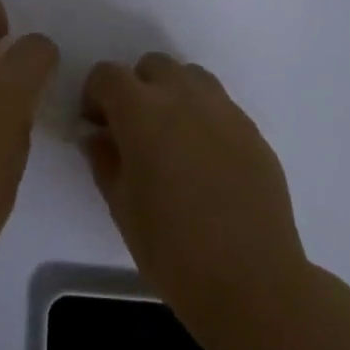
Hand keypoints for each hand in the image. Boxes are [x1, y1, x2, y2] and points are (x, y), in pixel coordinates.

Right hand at [81, 53, 310, 328]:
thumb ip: (104, 159)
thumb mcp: (121, 206)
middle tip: (135, 130)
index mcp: (141, 110)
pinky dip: (204, 118)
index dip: (95, 95)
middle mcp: (182, 96)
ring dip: (173, 94)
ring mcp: (223, 111)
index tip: (97, 126)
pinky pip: (220, 106)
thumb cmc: (172, 248)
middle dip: (136, 88)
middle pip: (152, 66)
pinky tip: (206, 161)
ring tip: (173, 138)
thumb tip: (98, 135)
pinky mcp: (253, 131)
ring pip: (190, 78)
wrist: (253, 283)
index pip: (108, 75)